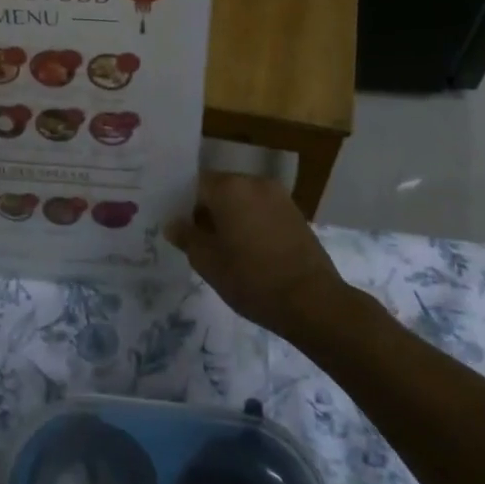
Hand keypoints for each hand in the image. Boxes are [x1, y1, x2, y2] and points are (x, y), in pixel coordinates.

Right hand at [165, 172, 347, 333]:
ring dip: (231, 216)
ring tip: (224, 247)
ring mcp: (279, 196)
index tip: (179, 227)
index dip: (183, 205)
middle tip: (198, 240)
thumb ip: (187, 237)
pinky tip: (249, 249)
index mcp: (229, 188)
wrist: (311, 300)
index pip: (195, 184)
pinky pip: (262, 209)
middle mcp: (254, 182)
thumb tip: (173, 223)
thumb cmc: (251, 279)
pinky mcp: (295, 213)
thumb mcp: (208, 262)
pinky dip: (252, 222)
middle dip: (208, 210)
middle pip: (221, 189)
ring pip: (243, 199)